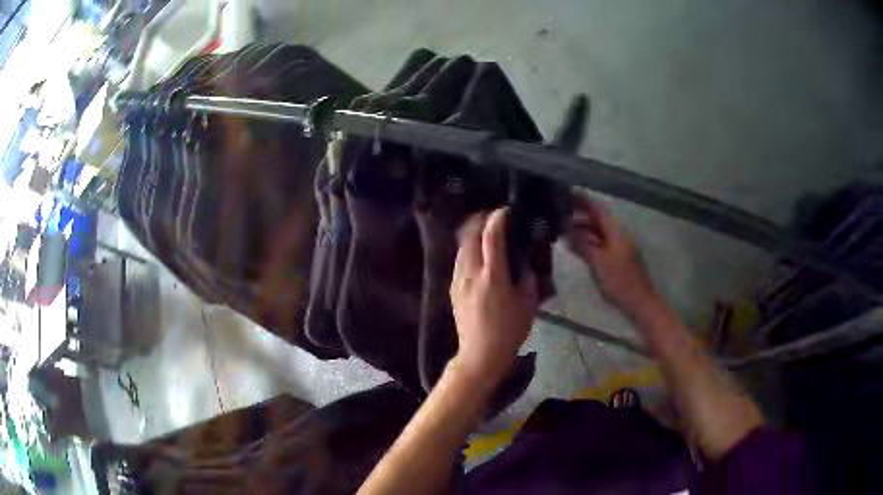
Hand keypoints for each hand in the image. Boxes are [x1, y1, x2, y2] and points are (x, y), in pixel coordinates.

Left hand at [450, 208, 538, 384]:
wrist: (480, 354)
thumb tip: (524, 261)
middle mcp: (470, 273)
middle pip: (469, 235)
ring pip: (461, 246)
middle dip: (480, 220)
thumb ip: (527, 278)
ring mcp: (458, 280)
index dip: (497, 218)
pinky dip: (468, 248)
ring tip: (485, 230)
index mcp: (492, 276)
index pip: (491, 236)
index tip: (506, 210)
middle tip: (494, 216)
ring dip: (472, 233)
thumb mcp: (527, 304)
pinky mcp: (452, 288)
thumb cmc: (509, 331)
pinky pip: (459, 259)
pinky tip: (478, 253)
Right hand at [566, 193, 657, 315]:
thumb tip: (566, 230)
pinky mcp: (619, 259)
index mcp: (617, 232)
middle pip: (599, 220)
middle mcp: (619, 235)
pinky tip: (577, 246)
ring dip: (583, 229)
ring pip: (599, 233)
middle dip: (580, 215)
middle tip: (559, 212)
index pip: (598, 210)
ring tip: (563, 229)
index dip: (583, 200)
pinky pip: (601, 244)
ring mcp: (620, 248)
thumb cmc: (620, 281)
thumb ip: (582, 245)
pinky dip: (589, 241)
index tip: (567, 192)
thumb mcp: (598, 262)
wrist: (640, 302)